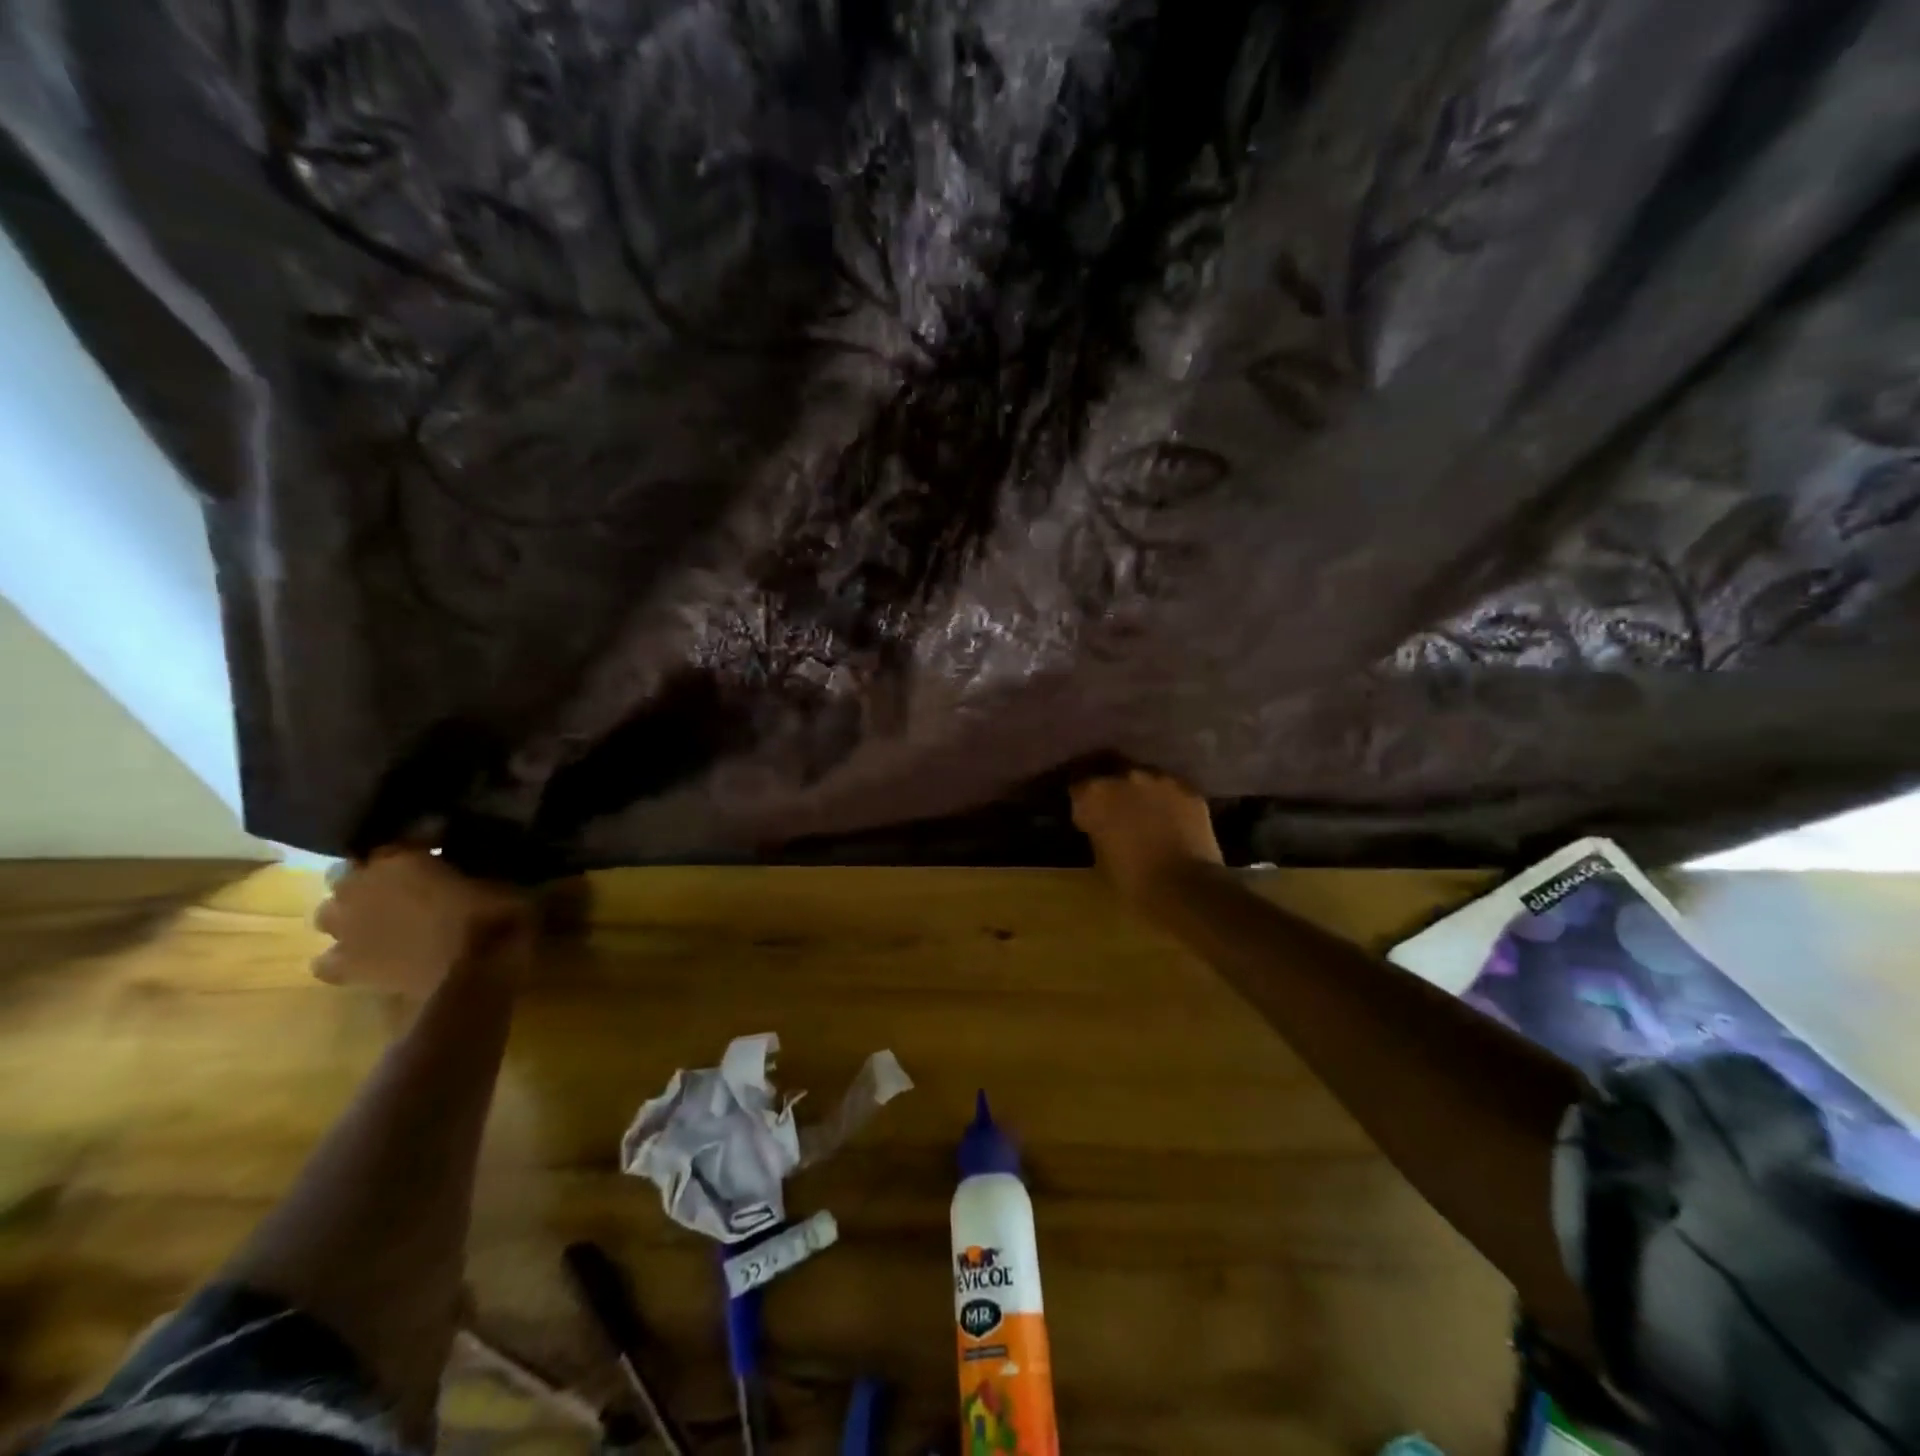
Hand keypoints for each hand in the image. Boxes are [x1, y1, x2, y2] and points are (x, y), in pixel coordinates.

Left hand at [313, 849, 530, 996]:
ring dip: (349, 911)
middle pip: (350, 870)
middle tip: (404, 880)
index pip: (407, 835)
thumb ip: (480, 863)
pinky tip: (366, 955)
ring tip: (378, 916)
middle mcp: (361, 887)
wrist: (474, 974)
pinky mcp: (346, 967)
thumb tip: (484, 854)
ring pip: (328, 912)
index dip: (426, 836)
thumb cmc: (492, 918)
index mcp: (398, 858)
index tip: (445, 838)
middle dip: (372, 873)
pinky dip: (342, 956)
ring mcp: (347, 930)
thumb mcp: (501, 879)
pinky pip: (327, 960)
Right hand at [1070, 767, 1222, 900]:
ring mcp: (1160, 778)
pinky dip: (1167, 800)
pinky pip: (1171, 789)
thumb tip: (1103, 827)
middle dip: (1109, 787)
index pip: (1078, 786)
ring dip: (1140, 790)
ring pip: (1143, 776)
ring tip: (1144, 812)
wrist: (1186, 889)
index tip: (1084, 815)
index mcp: (1094, 795)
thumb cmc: (1132, 882)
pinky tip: (1172, 819)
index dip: (1081, 801)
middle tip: (1112, 808)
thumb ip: (1097, 831)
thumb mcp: (1099, 858)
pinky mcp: (1189, 789)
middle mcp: (1124, 776)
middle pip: (1110, 771)